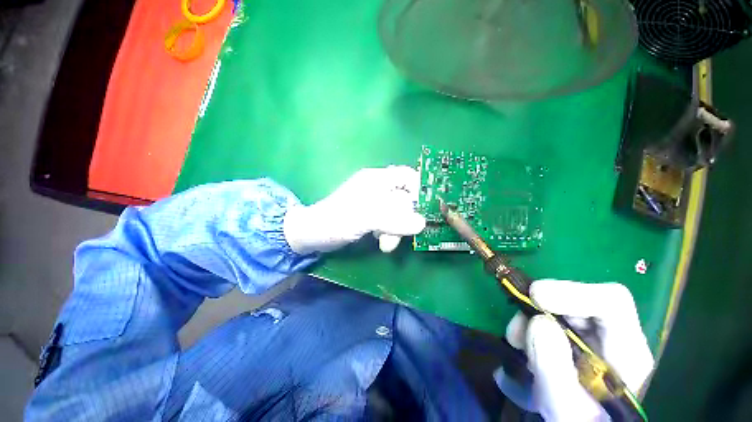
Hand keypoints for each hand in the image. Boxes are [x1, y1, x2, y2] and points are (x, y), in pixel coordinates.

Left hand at [283, 166, 425, 253]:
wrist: (314, 234)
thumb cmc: (336, 220)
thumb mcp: (365, 218)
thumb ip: (393, 219)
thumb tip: (421, 224)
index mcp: (377, 179)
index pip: (408, 175)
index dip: (419, 190)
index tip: (424, 210)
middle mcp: (379, 187)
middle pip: (405, 198)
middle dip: (405, 218)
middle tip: (398, 236)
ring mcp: (376, 202)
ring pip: (399, 212)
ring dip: (397, 229)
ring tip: (385, 244)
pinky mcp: (373, 215)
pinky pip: (391, 221)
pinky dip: (390, 232)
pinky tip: (380, 240)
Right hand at [505, 280, 654, 420]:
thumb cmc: (577, 421)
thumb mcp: (564, 407)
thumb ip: (554, 368)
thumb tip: (538, 320)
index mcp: (627, 352)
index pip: (611, 302)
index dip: (573, 292)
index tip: (535, 297)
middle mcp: (613, 336)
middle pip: (579, 299)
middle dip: (540, 307)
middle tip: (515, 329)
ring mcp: (592, 333)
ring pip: (558, 305)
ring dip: (530, 316)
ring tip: (515, 341)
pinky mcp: (573, 334)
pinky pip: (547, 314)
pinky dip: (529, 322)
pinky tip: (522, 343)